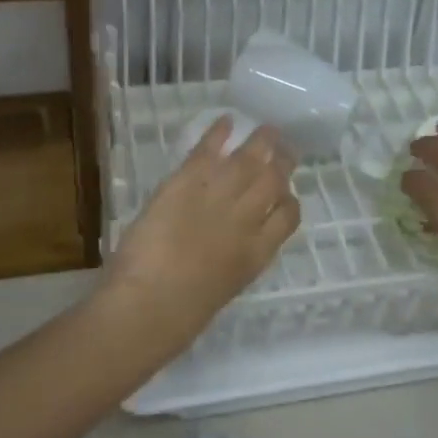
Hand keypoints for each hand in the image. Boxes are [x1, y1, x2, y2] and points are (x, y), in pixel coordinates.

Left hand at [104, 118, 300, 345]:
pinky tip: (225, 121)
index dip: (289, 200)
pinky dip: (218, 133)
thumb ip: (230, 263)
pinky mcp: (187, 182)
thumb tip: (226, 251)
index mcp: (256, 254)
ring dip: (261, 141)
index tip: (285, 192)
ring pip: (249, 160)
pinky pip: (208, 150)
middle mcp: (246, 220)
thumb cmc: (180, 316)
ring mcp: (219, 197)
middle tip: (285, 149)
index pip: (288, 216)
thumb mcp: (221, 290)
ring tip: (268, 129)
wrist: (149, 305)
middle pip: (274, 181)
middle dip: (283, 162)